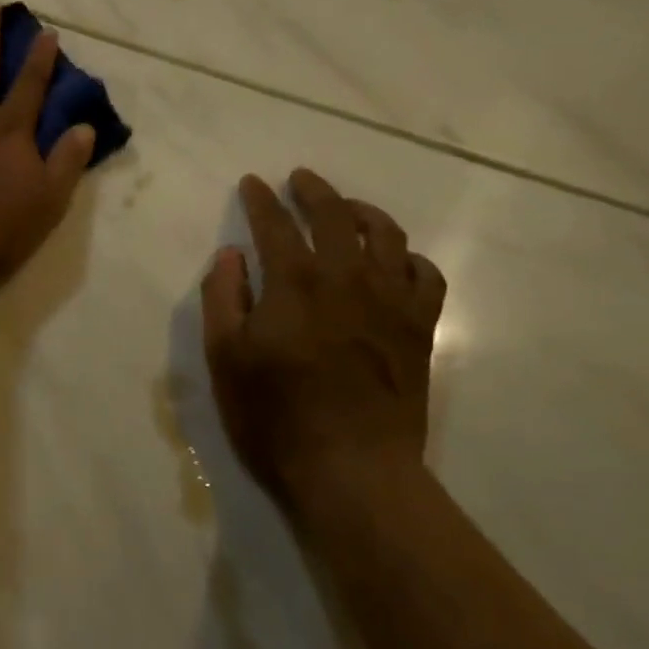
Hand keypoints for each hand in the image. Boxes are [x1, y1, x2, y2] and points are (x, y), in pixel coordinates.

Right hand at [202, 169, 445, 540]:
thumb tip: (231, 256)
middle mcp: (347, 278)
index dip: (260, 200)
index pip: (275, 224)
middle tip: (300, 179)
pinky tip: (395, 261)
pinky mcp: (419, 329)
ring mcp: (390, 301)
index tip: (252, 183)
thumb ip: (223, 299)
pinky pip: (425, 276)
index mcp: (295, 283)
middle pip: (335, 216)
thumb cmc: (275, 417)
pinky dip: (409, 258)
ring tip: (347, 209)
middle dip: (314, 191)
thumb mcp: (225, 359)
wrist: (351, 469)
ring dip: (364, 212)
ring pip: (386, 235)